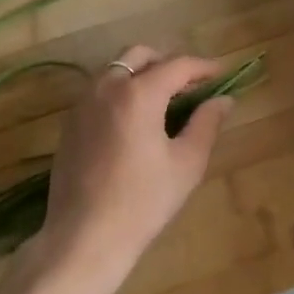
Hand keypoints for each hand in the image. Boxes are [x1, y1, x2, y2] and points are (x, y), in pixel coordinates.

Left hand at [32, 45, 234, 287]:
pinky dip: (122, 90)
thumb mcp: (186, 163)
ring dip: (143, 74)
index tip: (221, 73)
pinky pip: (100, 90)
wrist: (84, 238)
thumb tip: (223, 99)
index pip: (177, 65)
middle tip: (190, 84)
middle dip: (168, 62)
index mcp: (138, 94)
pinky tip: (136, 119)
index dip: (203, 66)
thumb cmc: (142, 202)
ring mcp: (83, 104)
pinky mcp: (70, 123)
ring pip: (116, 69)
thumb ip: (206, 124)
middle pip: (140, 55)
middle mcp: (107, 88)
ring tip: (165, 100)